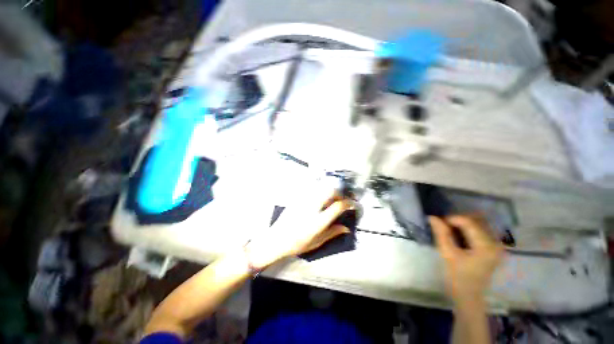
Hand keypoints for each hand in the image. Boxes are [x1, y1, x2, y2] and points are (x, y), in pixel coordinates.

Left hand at [246, 186, 354, 269]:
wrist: (276, 239)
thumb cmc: (297, 244)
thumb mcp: (317, 242)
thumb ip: (332, 233)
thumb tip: (346, 228)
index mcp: (318, 221)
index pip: (337, 206)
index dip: (348, 203)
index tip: (352, 204)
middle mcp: (312, 208)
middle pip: (330, 191)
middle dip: (339, 193)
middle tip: (341, 200)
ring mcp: (304, 201)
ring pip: (321, 188)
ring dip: (329, 191)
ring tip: (331, 199)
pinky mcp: (298, 198)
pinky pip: (312, 189)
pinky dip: (319, 191)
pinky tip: (319, 199)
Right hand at [429, 215, 503, 302]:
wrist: (468, 296)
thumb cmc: (457, 277)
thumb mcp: (447, 254)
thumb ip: (441, 234)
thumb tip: (432, 217)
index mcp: (486, 246)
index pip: (468, 222)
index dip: (451, 219)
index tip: (438, 223)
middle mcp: (496, 243)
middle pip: (476, 221)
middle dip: (457, 220)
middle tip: (443, 226)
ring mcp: (496, 246)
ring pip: (479, 224)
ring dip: (463, 224)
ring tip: (449, 230)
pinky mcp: (493, 249)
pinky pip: (481, 231)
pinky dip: (468, 229)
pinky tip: (459, 235)